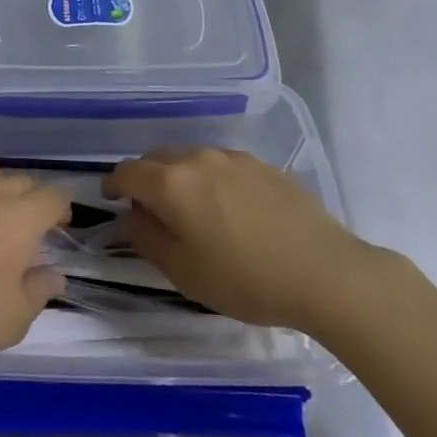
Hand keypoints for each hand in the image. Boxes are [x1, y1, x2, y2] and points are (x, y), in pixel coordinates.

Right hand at [103, 148, 386, 333]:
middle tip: (150, 210)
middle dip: (145, 179)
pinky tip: (228, 209)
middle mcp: (197, 158)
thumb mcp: (186, 272)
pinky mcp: (261, 164)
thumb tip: (131, 217)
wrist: (325, 271)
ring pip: (190, 158)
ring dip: (179, 177)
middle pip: (156, 158)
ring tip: (192, 210)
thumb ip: (148, 239)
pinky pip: (220, 165)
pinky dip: (210, 179)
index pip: (127, 172)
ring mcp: (232, 157)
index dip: (113, 184)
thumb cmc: (246, 279)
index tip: (110, 199)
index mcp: (171, 183)